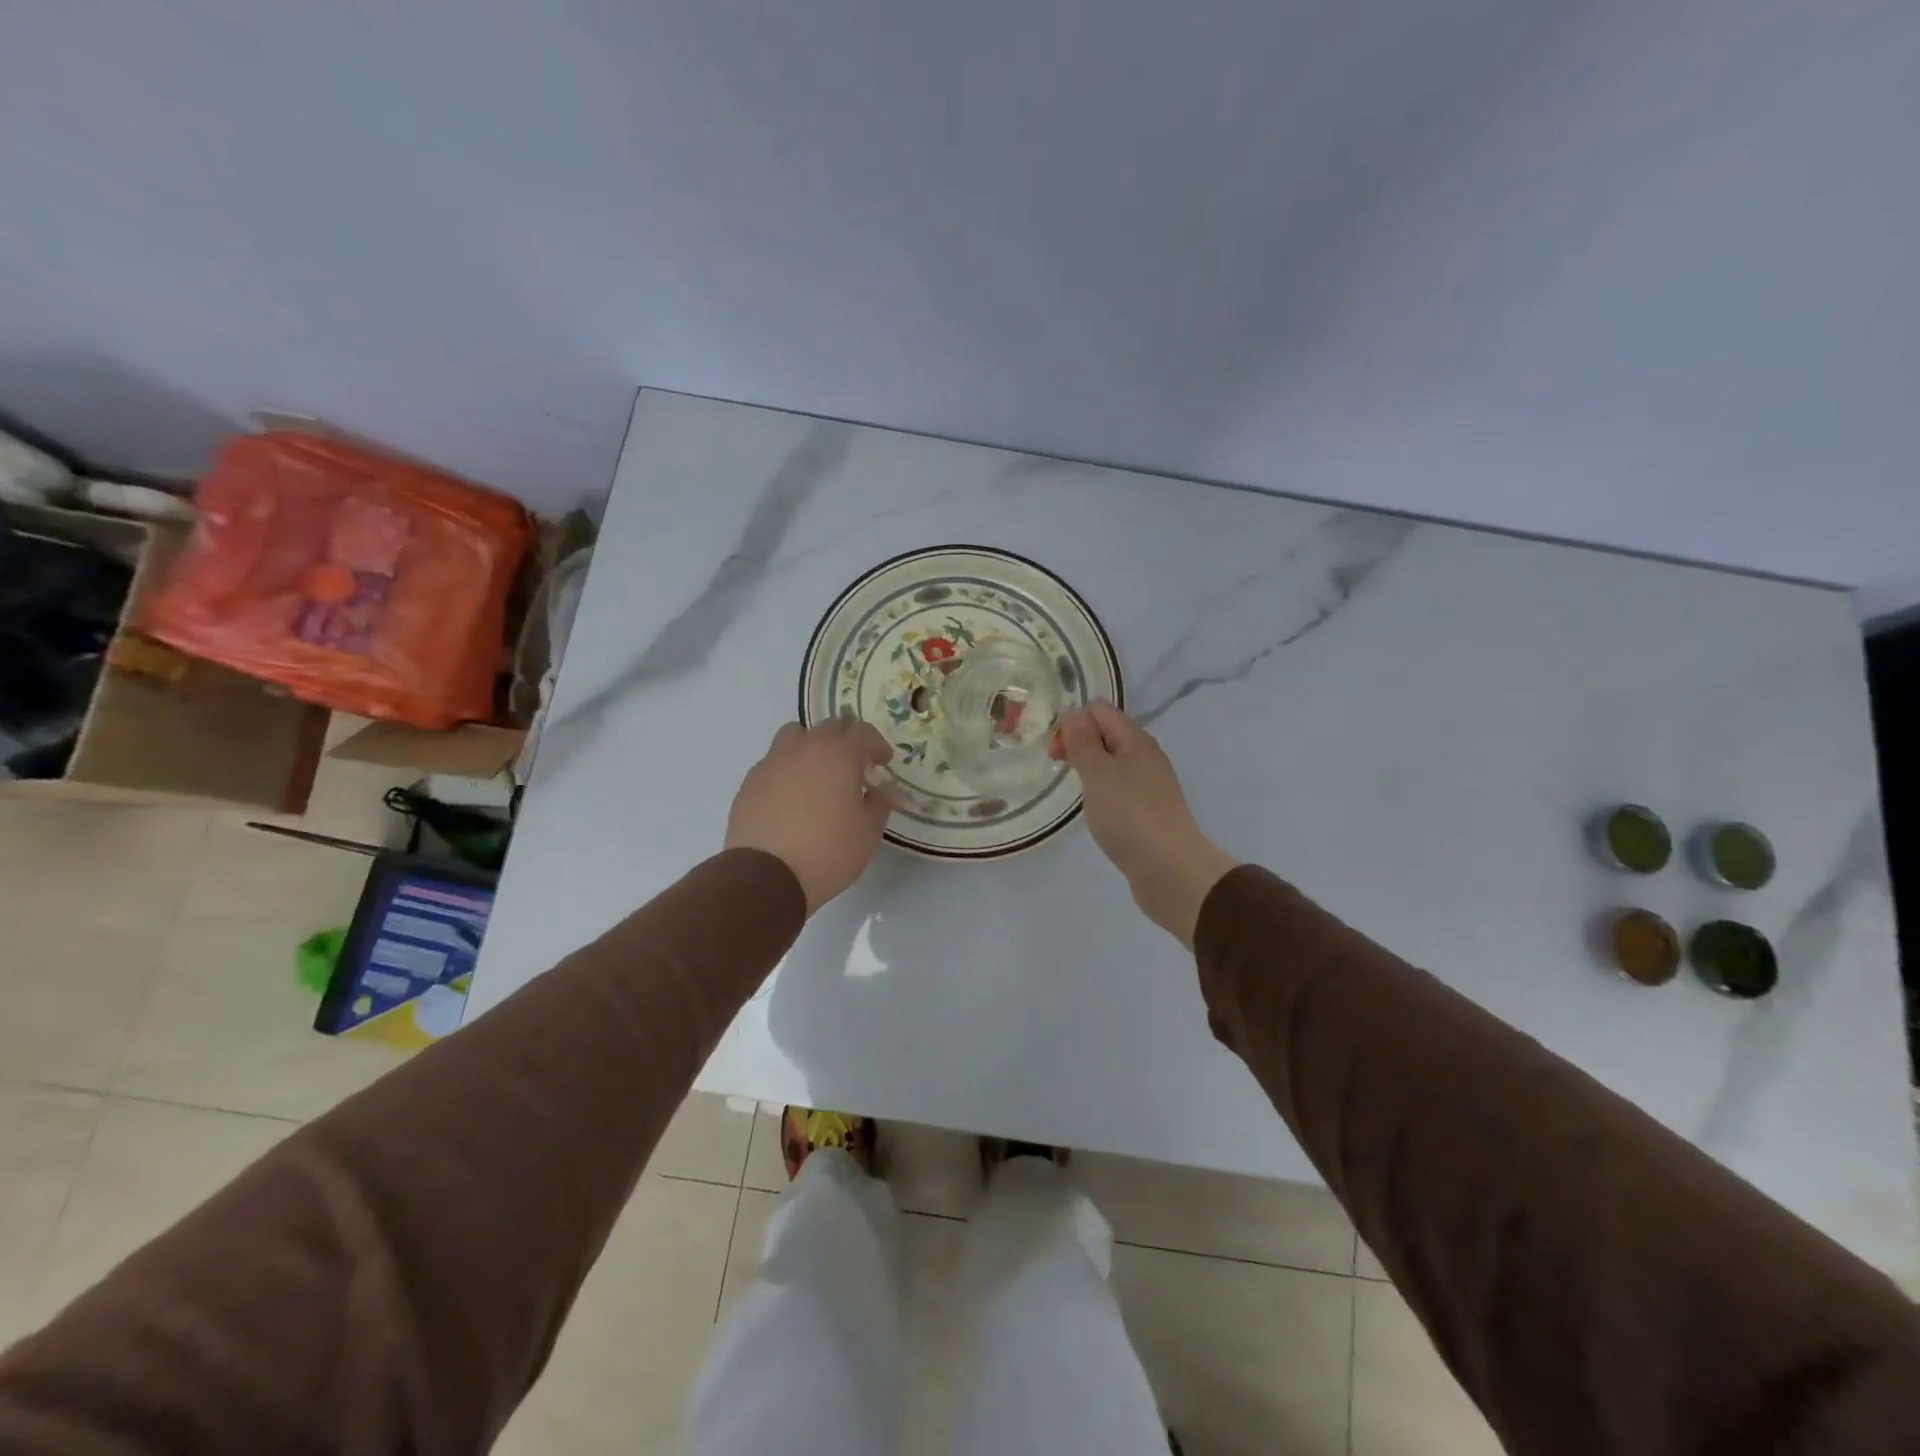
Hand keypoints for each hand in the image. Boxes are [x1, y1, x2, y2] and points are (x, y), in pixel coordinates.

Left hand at [726, 720, 897, 913]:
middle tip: (856, 764)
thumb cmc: (828, 852)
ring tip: (819, 772)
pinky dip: (789, 768)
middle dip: (848, 739)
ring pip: (796, 735)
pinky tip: (792, 795)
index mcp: (839, 755)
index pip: (863, 732)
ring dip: (813, 744)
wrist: (766, 877)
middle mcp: (805, 748)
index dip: (877, 745)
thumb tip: (885, 790)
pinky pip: (774, 761)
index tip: (883, 763)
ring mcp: (773, 761)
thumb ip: (880, 804)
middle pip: (830, 726)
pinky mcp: (751, 781)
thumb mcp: (868, 833)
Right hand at [1052, 700, 1239, 946]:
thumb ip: (1083, 741)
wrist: (1169, 870)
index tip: (1057, 751)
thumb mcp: (1098, 773)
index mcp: (1135, 740)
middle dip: (1078, 744)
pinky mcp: (1147, 812)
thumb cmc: (1128, 815)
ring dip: (1089, 770)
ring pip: (1111, 763)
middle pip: (1106, 734)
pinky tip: (1096, 813)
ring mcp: (1148, 786)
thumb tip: (1075, 713)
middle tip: (1059, 768)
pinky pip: (1118, 789)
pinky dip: (1102, 794)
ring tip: (1076, 792)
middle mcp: (1145, 756)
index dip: (1073, 722)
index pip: (1099, 710)